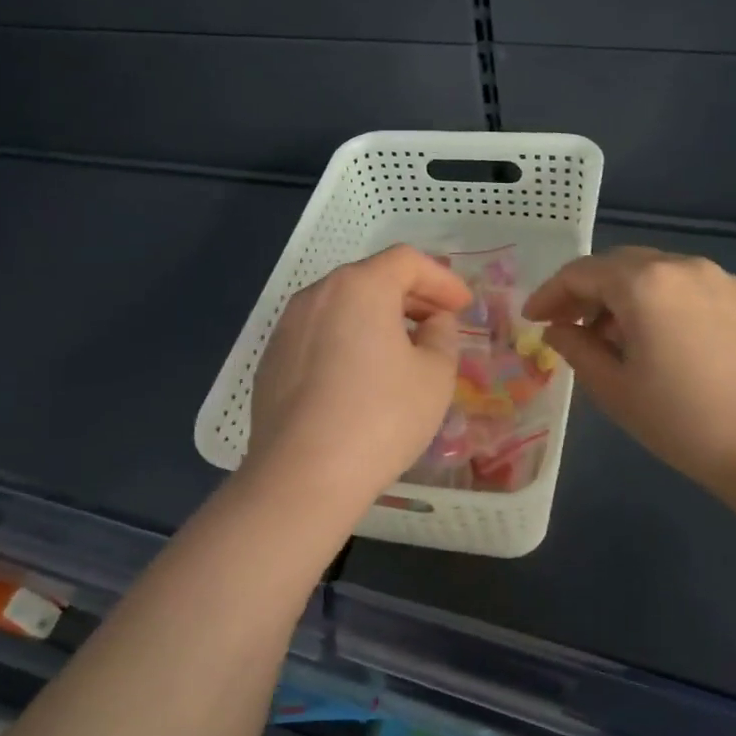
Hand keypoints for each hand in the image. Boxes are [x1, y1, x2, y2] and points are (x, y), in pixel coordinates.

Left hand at [243, 244, 471, 516]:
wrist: (303, 475)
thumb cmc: (381, 417)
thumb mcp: (434, 375)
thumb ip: (442, 335)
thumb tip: (433, 323)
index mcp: (359, 287)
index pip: (407, 261)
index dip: (441, 279)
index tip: (463, 305)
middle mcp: (318, 294)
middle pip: (371, 278)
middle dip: (411, 296)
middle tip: (440, 323)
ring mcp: (288, 327)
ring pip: (342, 307)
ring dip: (377, 318)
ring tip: (403, 349)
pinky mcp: (272, 360)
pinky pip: (319, 335)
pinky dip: (347, 340)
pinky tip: (361, 377)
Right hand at [524, 247, 735, 495]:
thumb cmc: (685, 422)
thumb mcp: (615, 390)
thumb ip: (577, 349)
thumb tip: (558, 329)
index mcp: (644, 283)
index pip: (581, 273)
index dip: (550, 293)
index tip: (533, 319)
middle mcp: (684, 266)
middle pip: (620, 264)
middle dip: (588, 291)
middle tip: (570, 325)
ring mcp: (725, 279)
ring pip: (659, 273)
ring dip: (628, 296)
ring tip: (619, 338)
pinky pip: (695, 289)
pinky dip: (668, 303)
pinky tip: (670, 342)